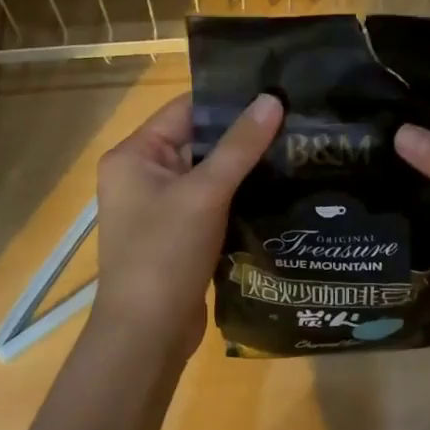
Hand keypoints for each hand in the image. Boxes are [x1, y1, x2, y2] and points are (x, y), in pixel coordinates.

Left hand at [91, 92, 282, 363]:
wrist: (147, 335)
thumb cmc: (165, 254)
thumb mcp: (205, 193)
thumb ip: (240, 146)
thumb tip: (273, 99)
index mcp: (134, 155)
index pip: (186, 110)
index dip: (229, 101)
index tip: (276, 93)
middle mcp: (142, 174)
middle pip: (199, 140)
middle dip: (243, 135)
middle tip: (295, 121)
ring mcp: (160, 206)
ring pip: (209, 173)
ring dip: (245, 167)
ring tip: (295, 149)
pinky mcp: (179, 233)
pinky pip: (212, 202)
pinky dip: (239, 195)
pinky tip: (278, 188)